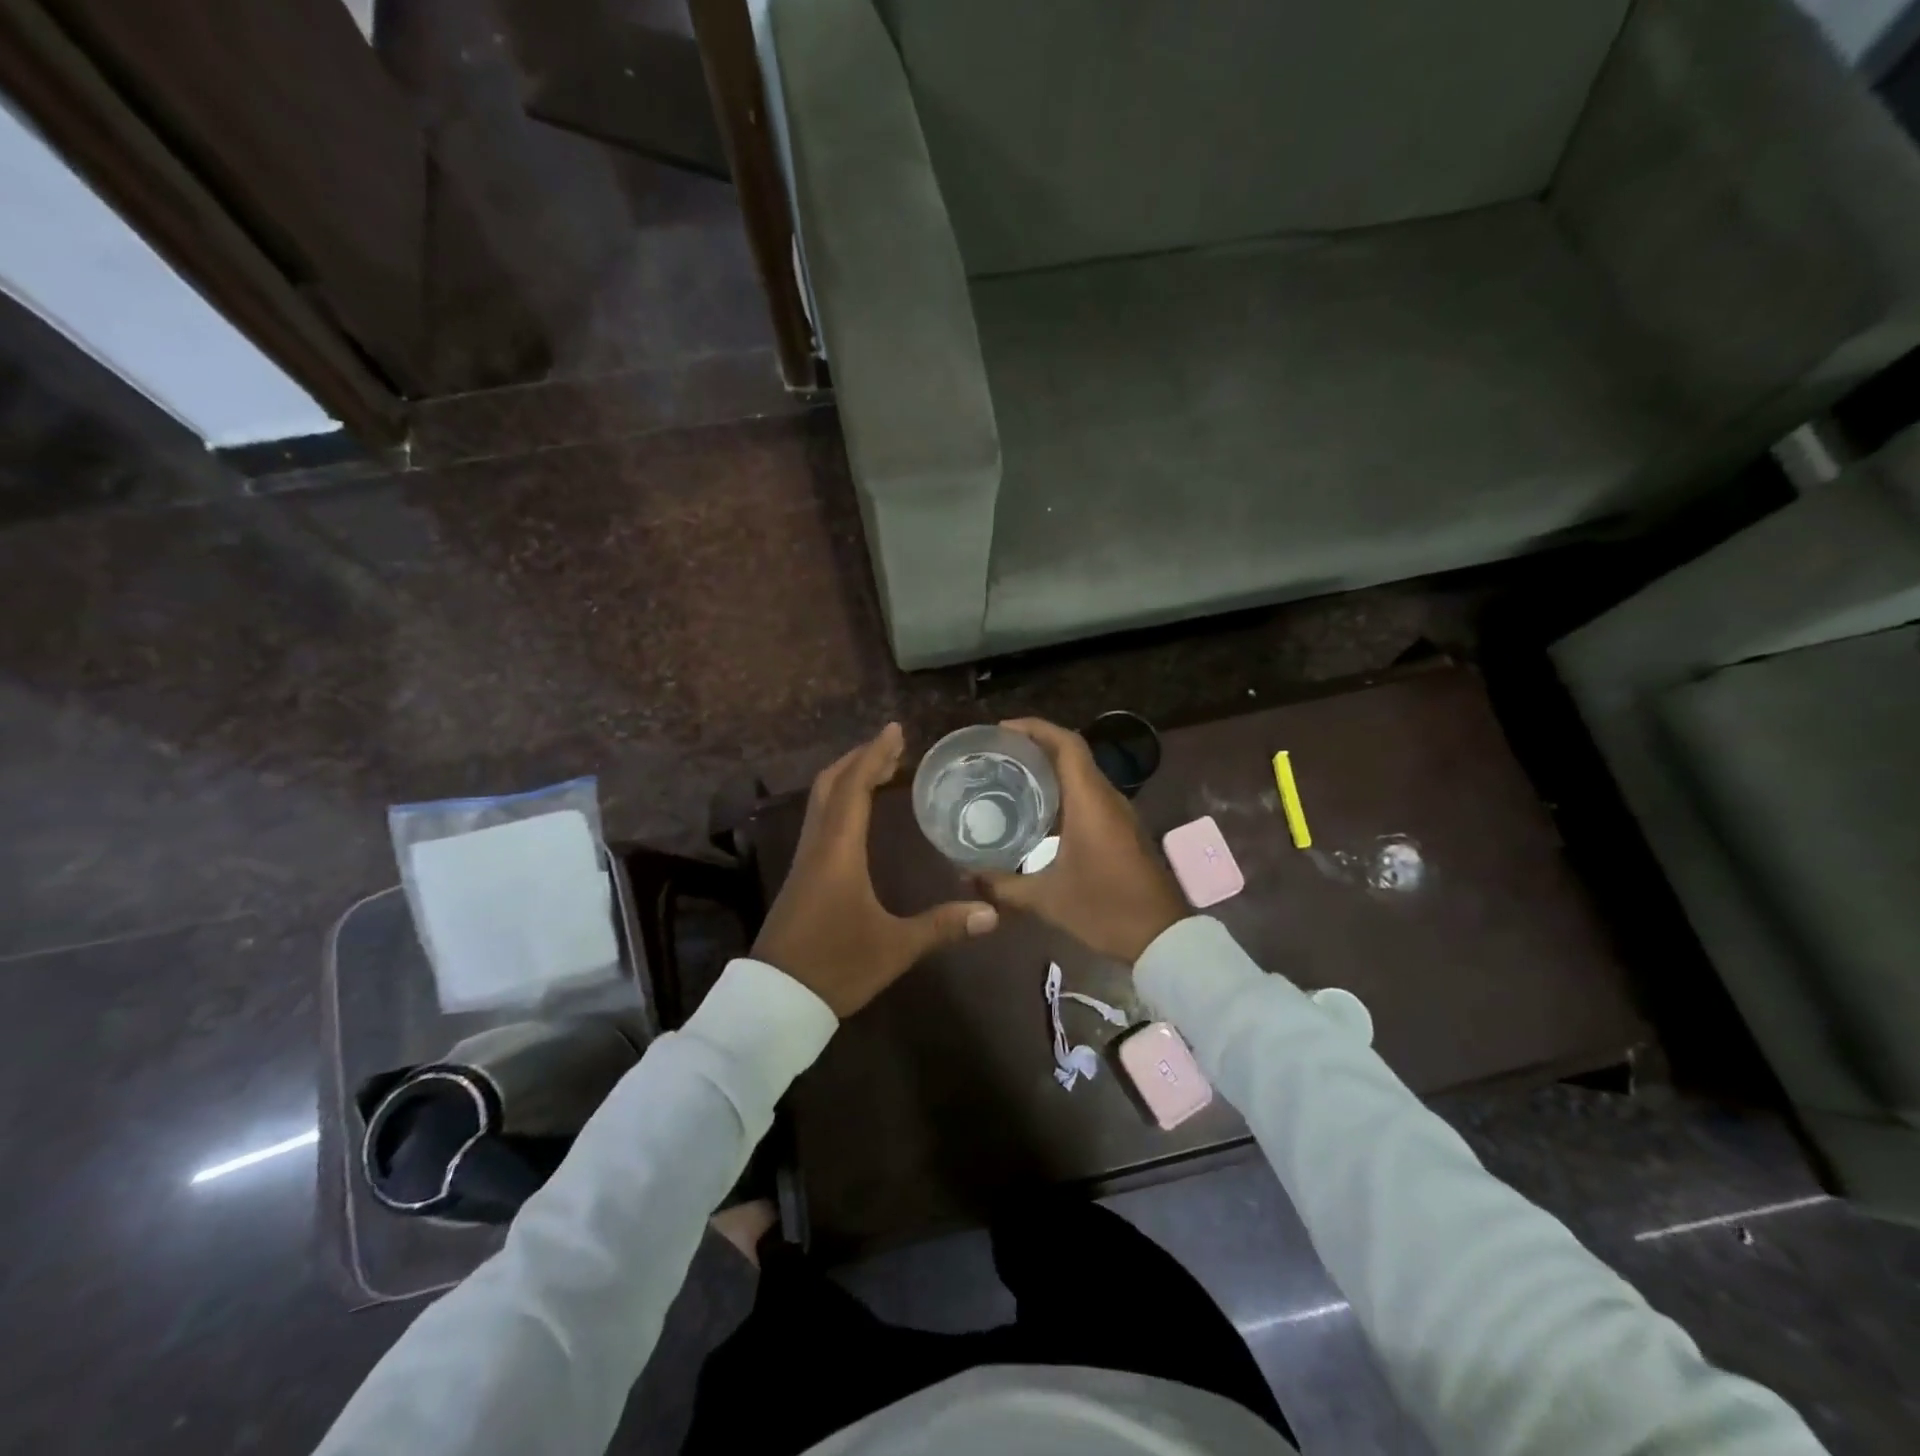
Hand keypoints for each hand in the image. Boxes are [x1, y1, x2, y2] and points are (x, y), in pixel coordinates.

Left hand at [752, 723, 998, 1015]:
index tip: (894, 730)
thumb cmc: (836, 967)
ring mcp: (804, 860)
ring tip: (879, 769)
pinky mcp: (801, 876)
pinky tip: (858, 813)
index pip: (854, 789)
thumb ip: (942, 926)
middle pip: (831, 784)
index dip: (874, 755)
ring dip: (847, 777)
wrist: (776, 1000)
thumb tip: (991, 912)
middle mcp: (817, 846)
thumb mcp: (895, 947)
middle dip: (860, 758)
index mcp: (838, 852)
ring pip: (820, 801)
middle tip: (892, 745)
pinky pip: (819, 820)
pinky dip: (840, 800)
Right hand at [976, 718, 1188, 962]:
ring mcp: (1118, 813)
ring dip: (1050, 768)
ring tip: (1010, 775)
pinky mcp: (1122, 829)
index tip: (1002, 730)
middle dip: (1036, 745)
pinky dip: (1062, 790)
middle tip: (997, 753)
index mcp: (1090, 802)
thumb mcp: (1046, 899)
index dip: (1036, 728)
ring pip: (1082, 774)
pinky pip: (1089, 794)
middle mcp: (1106, 798)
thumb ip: (1003, 885)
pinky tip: (1037, 811)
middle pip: (1072, 753)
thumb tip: (966, 875)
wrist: (1161, 937)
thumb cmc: (1104, 909)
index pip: (1067, 744)